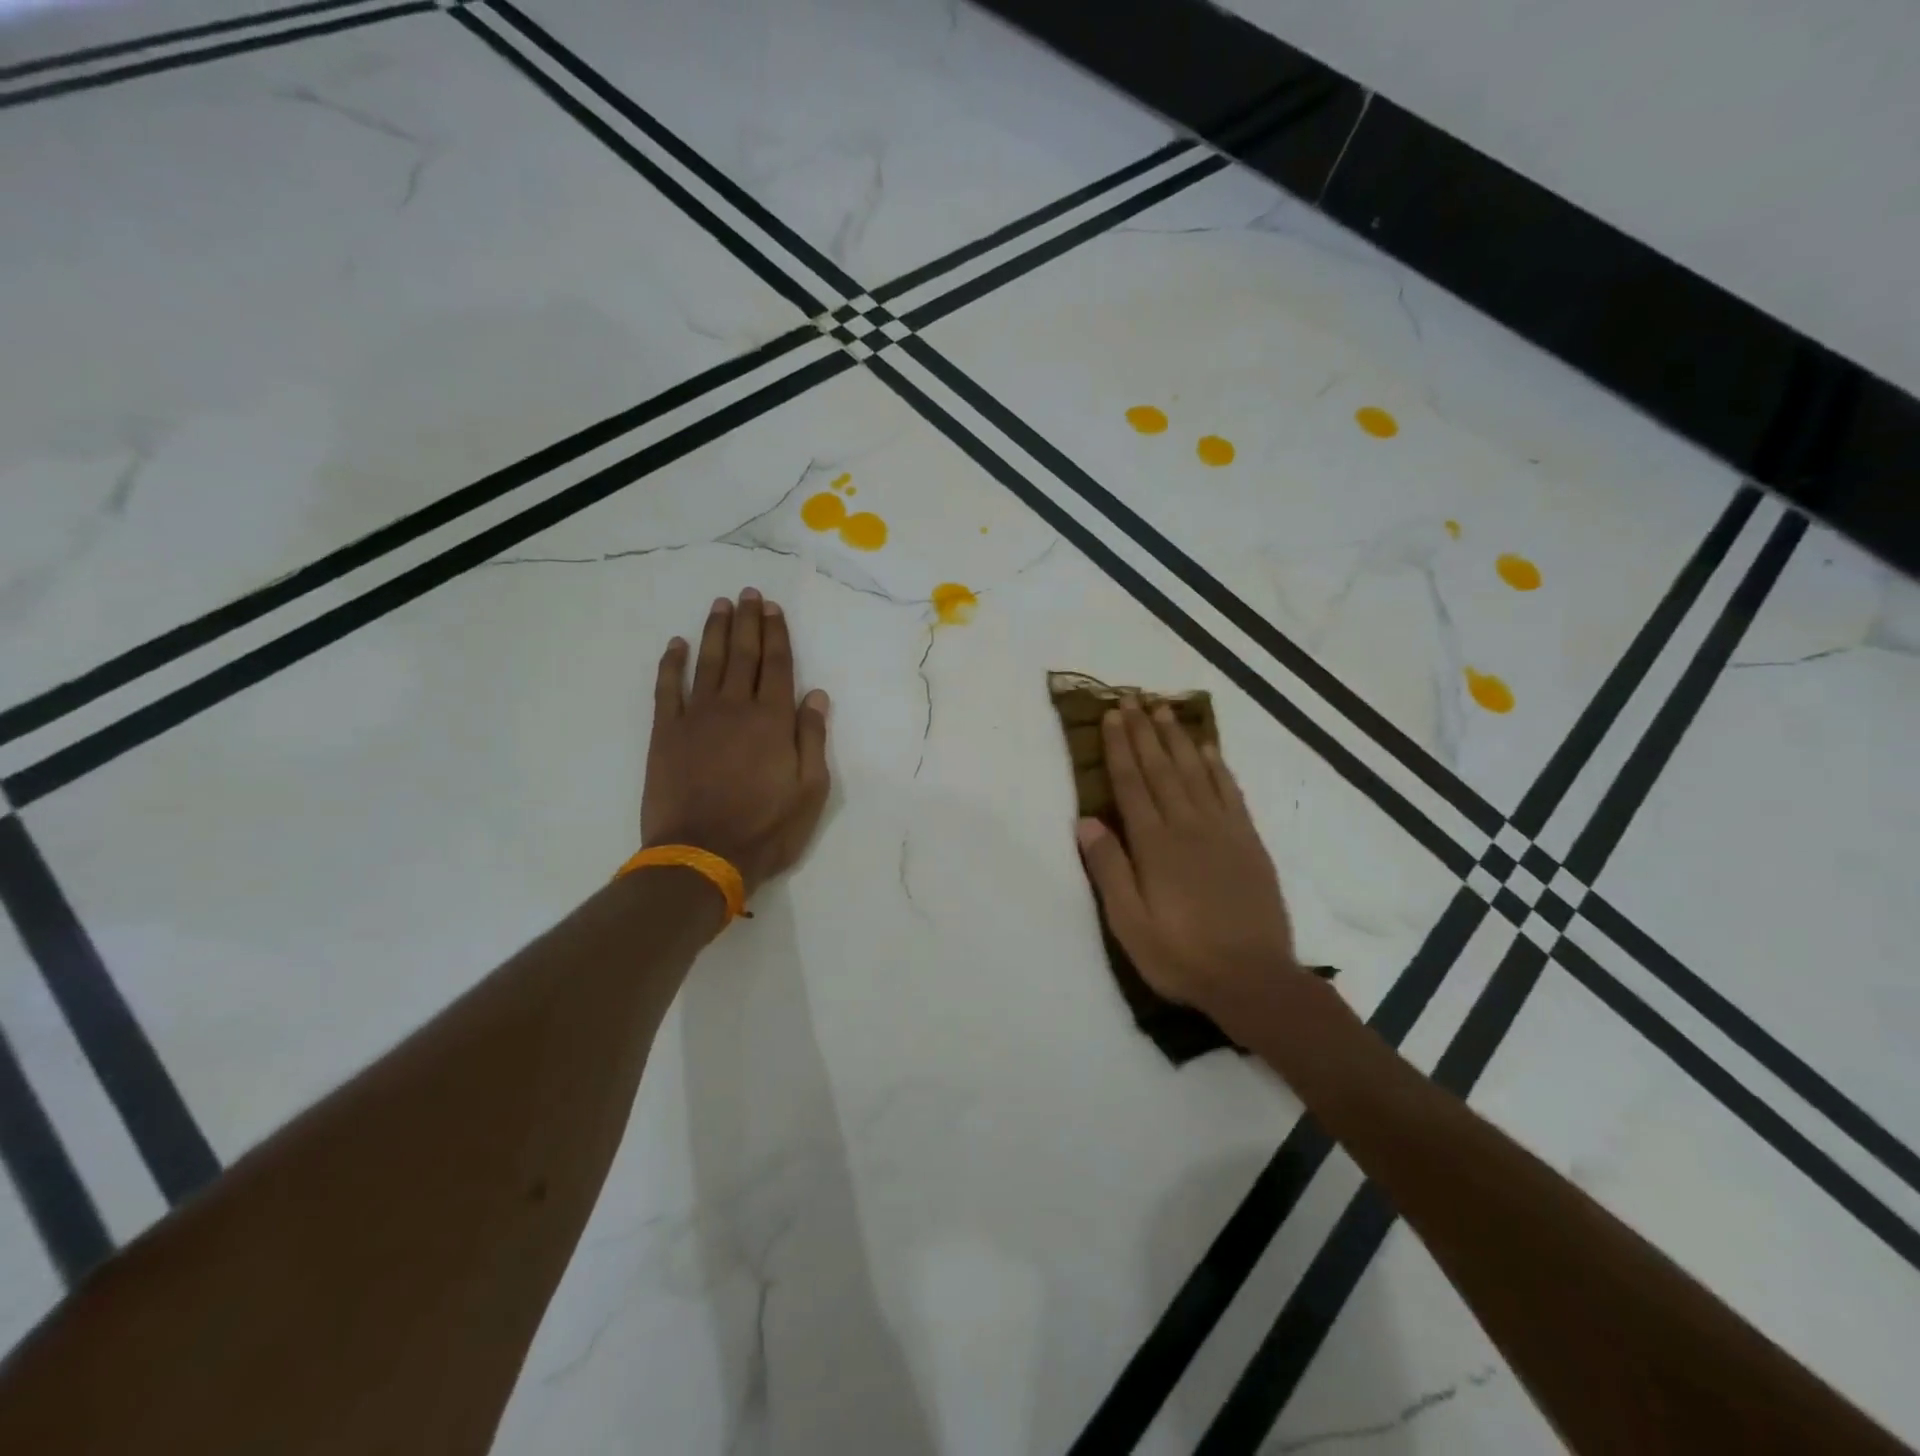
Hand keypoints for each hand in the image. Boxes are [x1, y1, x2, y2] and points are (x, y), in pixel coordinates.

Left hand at [642, 589, 831, 897]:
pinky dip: (671, 664)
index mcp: (773, 720)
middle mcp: (736, 707)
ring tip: (720, 605)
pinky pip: (668, 689)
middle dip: (747, 622)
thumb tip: (816, 695)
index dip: (776, 634)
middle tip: (748, 594)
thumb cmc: (766, 829)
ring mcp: (697, 718)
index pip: (778, 666)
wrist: (702, 855)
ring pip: (707, 663)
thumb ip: (812, 739)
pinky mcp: (666, 734)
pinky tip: (676, 645)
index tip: (773, 609)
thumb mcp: (810, 791)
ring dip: (714, 631)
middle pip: (743, 655)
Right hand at [1075, 699, 1299, 1012]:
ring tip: (1164, 709)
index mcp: (1155, 845)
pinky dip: (1217, 766)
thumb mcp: (1129, 924)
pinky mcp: (1248, 841)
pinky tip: (1208, 749)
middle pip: (1161, 768)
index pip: (1132, 784)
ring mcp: (1223, 830)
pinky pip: (1230, 792)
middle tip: (1132, 698)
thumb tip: (1085, 820)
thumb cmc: (1181, 955)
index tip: (1111, 716)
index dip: (1119, 747)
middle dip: (1144, 731)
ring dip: (1178, 738)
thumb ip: (1108, 869)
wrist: (1254, 979)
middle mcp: (1188, 826)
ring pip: (1195, 772)